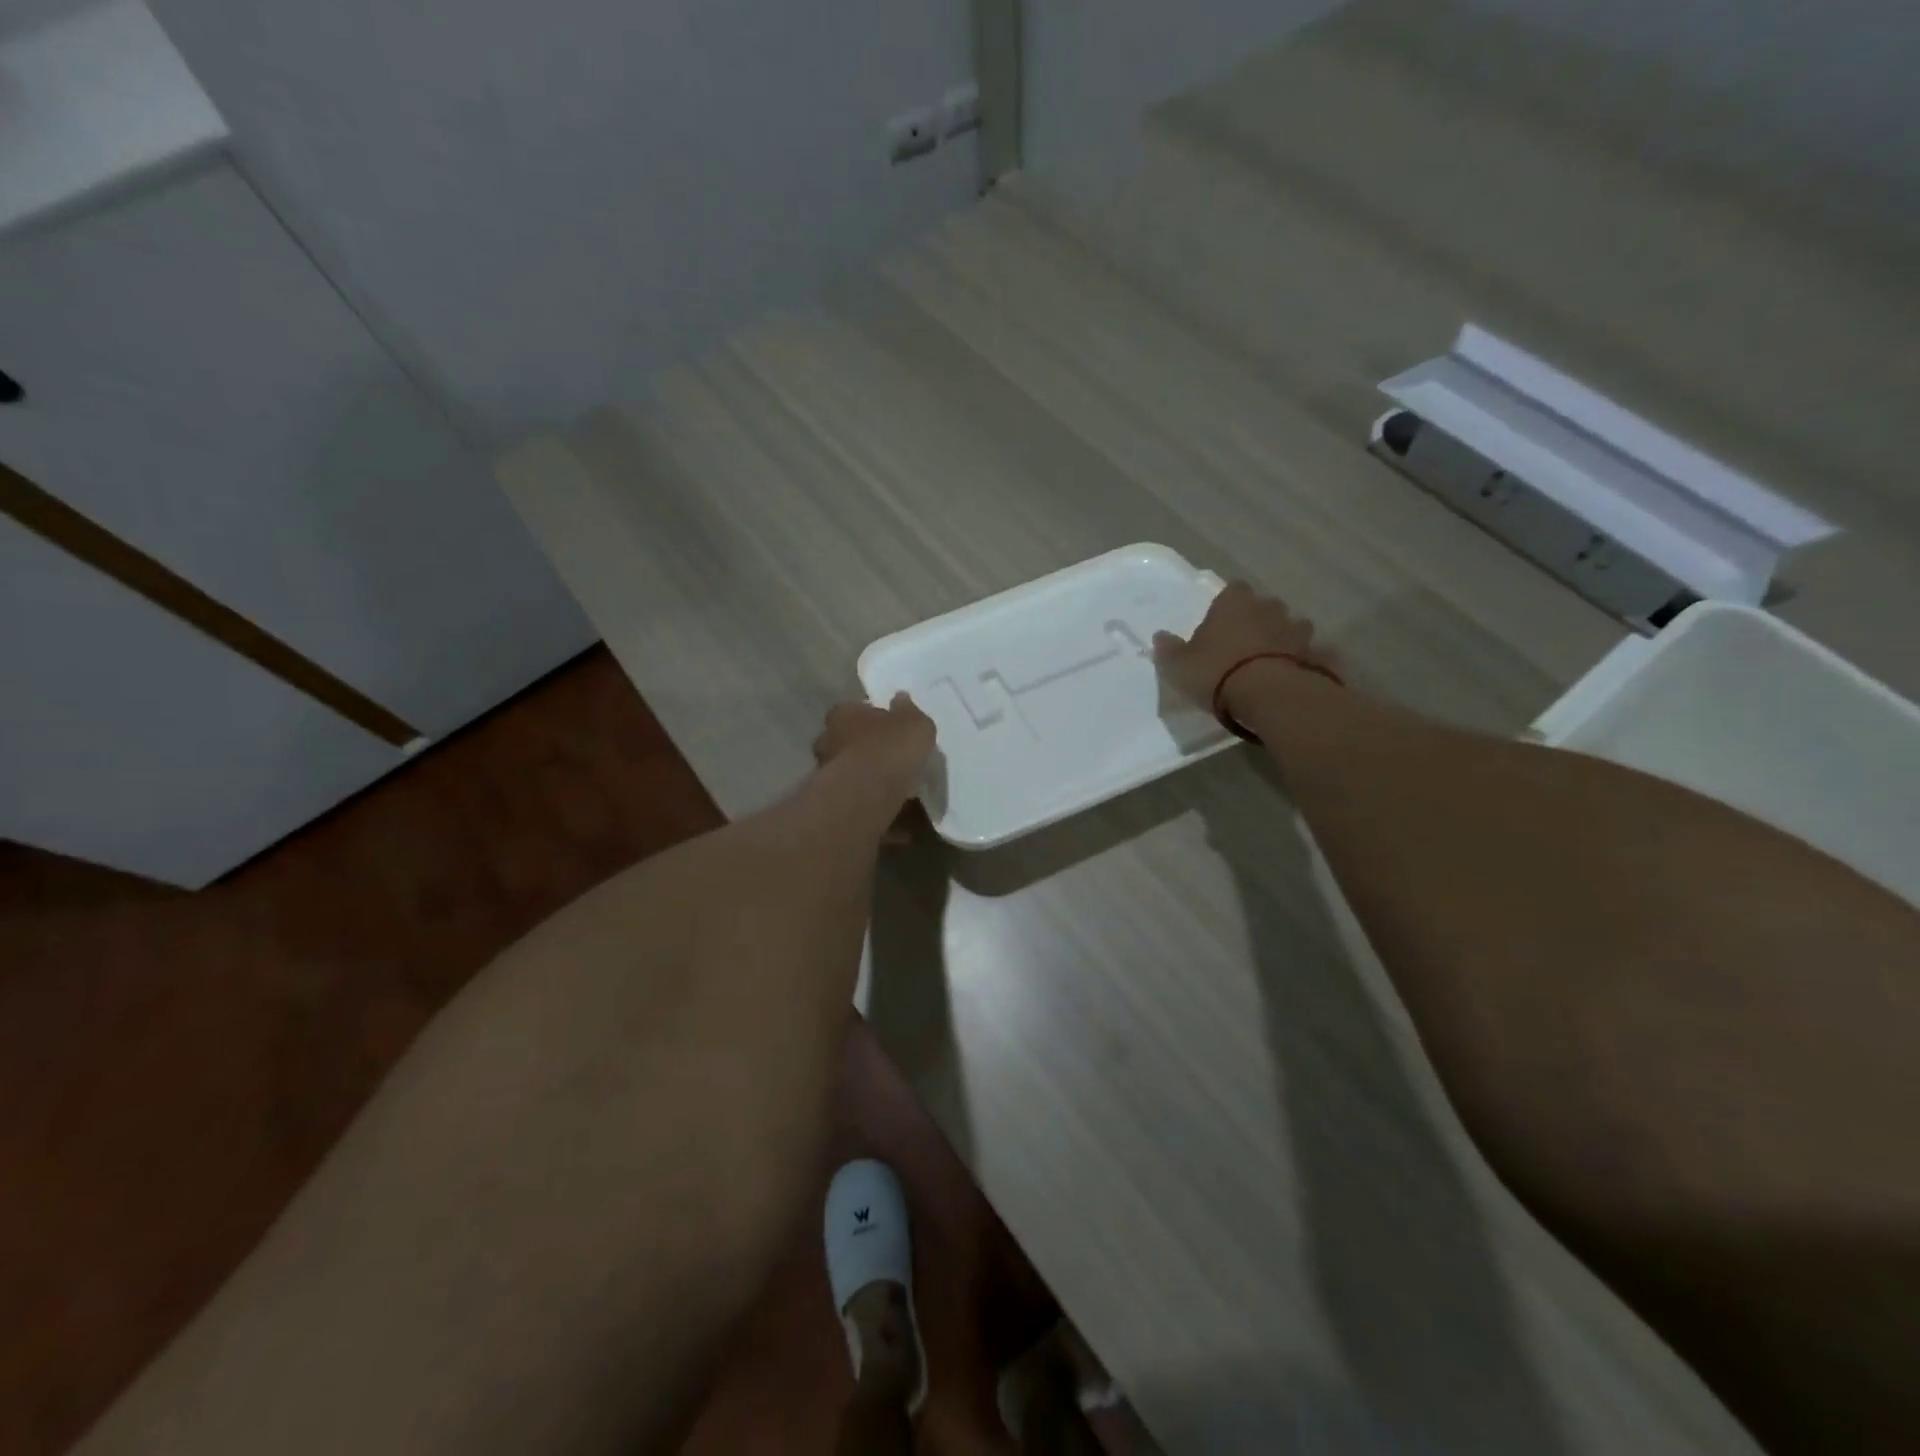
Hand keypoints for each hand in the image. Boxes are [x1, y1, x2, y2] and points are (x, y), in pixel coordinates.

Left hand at [813, 693, 936, 801]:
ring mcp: (825, 770)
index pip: (854, 709)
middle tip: (887, 755)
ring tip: (889, 783)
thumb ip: (908, 711)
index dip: (872, 718)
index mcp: (843, 713)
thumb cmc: (891, 747)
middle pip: (847, 738)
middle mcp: (827, 738)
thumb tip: (901, 699)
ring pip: (847, 767)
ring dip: (863, 773)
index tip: (889, 728)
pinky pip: (852, 792)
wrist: (868, 792)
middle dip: (864, 746)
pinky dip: (865, 795)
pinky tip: (883, 802)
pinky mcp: (830, 797)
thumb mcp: (915, 724)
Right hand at [1153, 582, 1335, 716]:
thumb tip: (1160, 636)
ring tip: (1271, 662)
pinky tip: (1296, 676)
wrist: (1270, 696)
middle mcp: (1269, 609)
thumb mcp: (1179, 666)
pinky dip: (1305, 661)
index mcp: (1235, 604)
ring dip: (1284, 639)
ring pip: (1292, 627)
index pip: (1233, 590)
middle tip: (1244, 644)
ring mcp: (1298, 631)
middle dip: (1258, 620)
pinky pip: (1311, 654)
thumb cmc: (1217, 673)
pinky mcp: (1317, 656)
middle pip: (1265, 607)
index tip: (1220, 622)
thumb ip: (1169, 650)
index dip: (1227, 605)